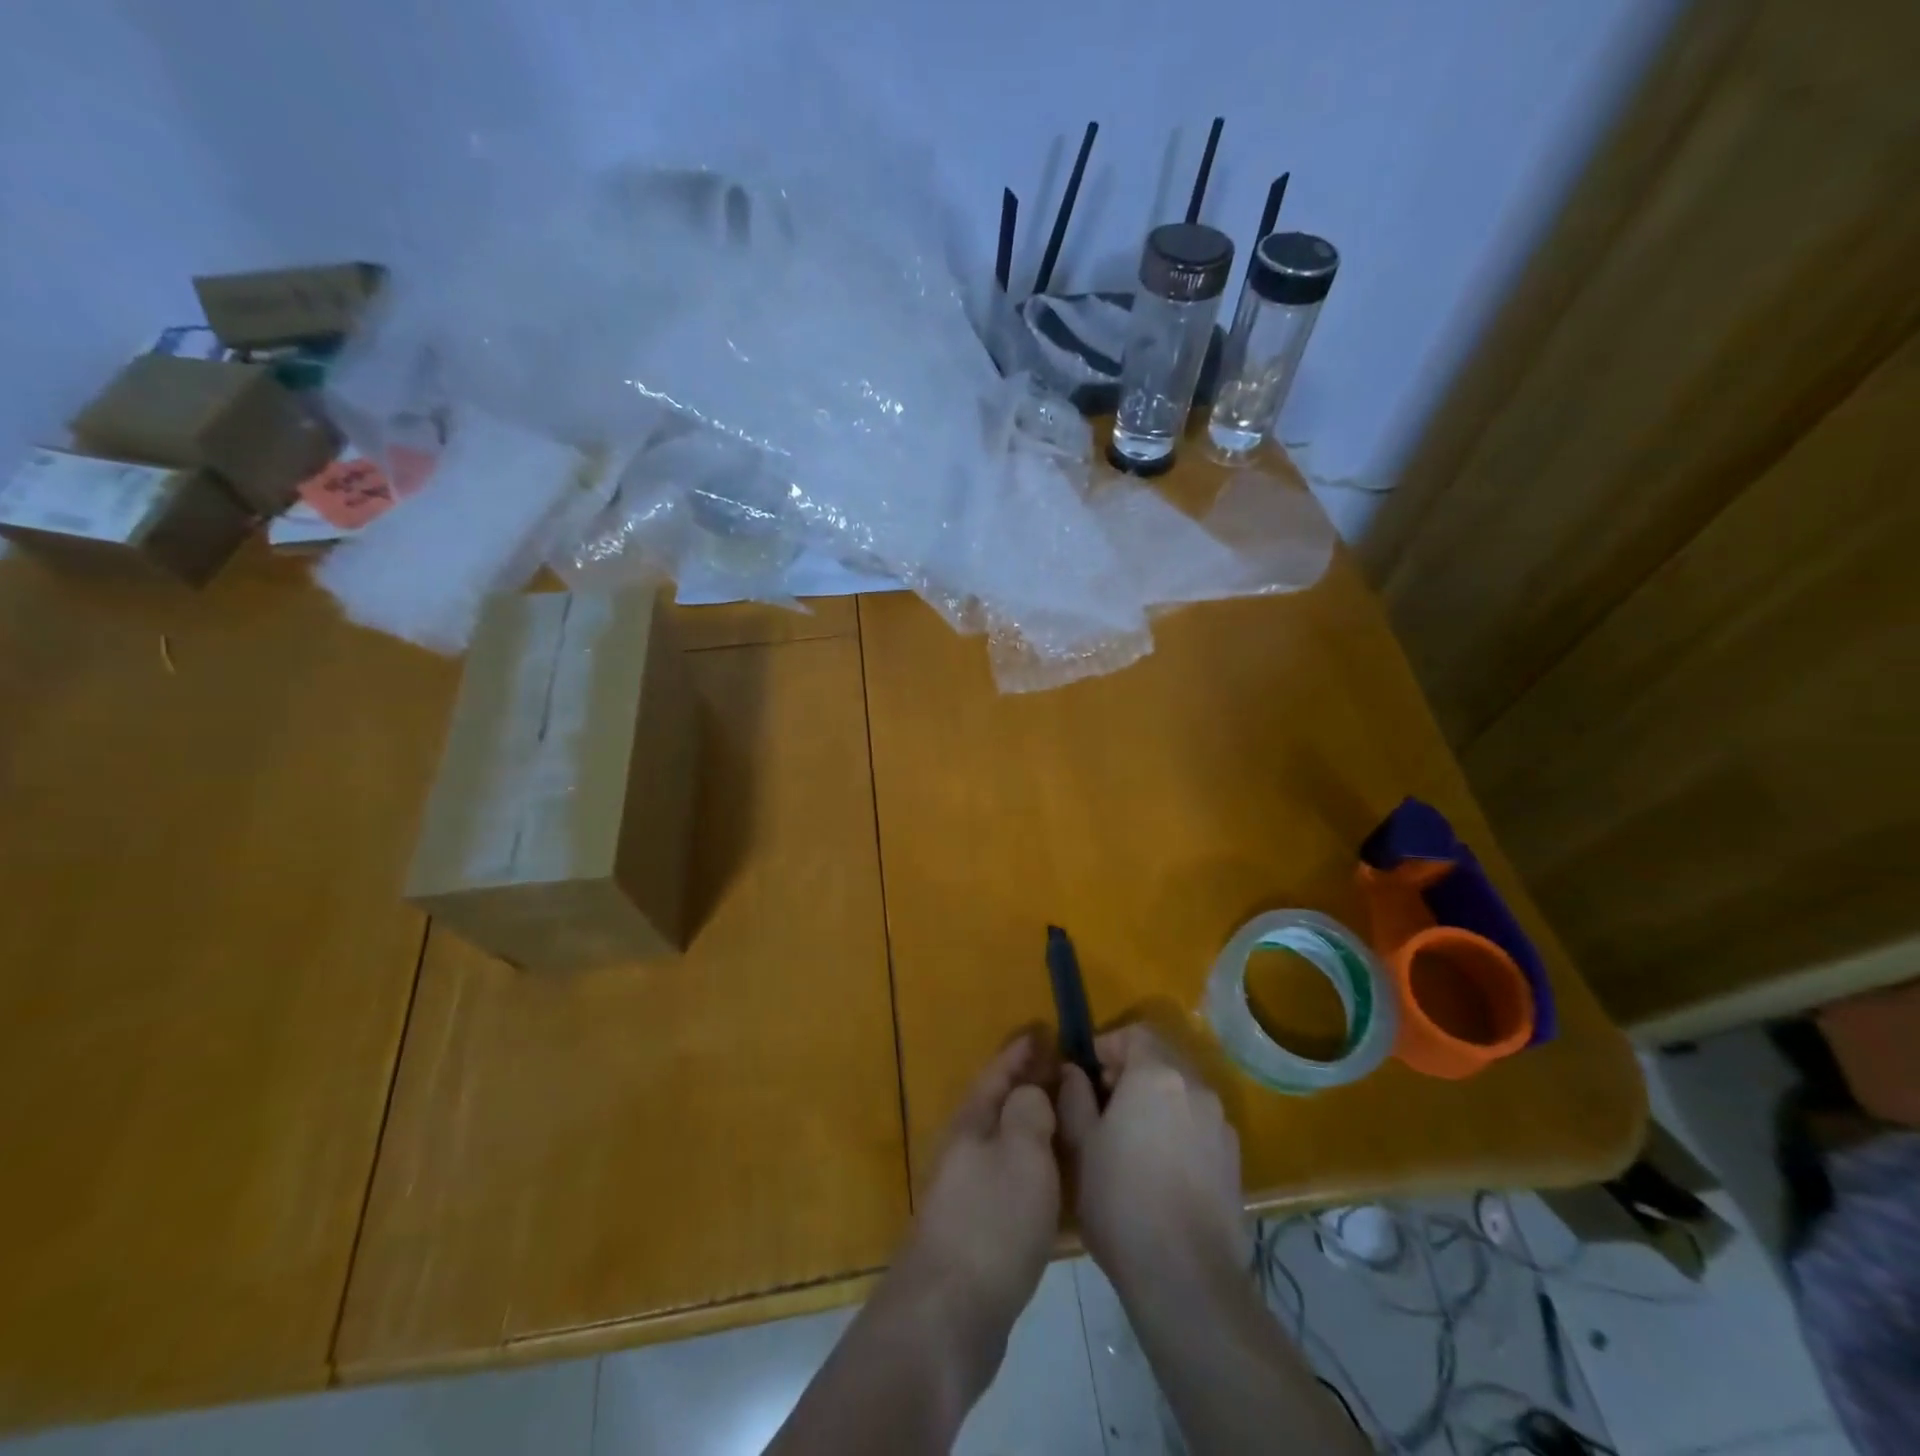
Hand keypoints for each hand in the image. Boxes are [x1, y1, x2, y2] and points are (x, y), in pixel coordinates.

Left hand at [899, 1035, 1060, 1337]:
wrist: (949, 1314)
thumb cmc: (991, 1221)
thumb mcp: (1022, 1151)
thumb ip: (1030, 1110)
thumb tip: (1032, 1090)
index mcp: (973, 1121)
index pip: (999, 1071)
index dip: (1022, 1050)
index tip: (1045, 1029)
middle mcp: (966, 1149)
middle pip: (1001, 1106)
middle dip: (1031, 1086)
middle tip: (1069, 1074)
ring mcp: (969, 1192)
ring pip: (1009, 1145)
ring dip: (1036, 1129)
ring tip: (1073, 1123)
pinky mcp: (979, 1231)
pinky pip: (1014, 1183)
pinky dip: (1038, 1173)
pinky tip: (1061, 1186)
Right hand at [1058, 1024, 1244, 1289]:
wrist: (1186, 1276)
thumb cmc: (1121, 1199)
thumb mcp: (1081, 1144)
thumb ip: (1075, 1096)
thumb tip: (1074, 1071)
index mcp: (1157, 1074)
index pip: (1135, 1033)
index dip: (1108, 1045)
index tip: (1087, 1073)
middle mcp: (1195, 1087)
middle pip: (1162, 1059)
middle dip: (1131, 1071)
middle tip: (1103, 1103)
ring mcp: (1220, 1123)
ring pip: (1182, 1092)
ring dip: (1156, 1099)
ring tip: (1130, 1137)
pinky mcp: (1234, 1158)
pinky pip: (1199, 1123)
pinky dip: (1178, 1127)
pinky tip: (1160, 1166)